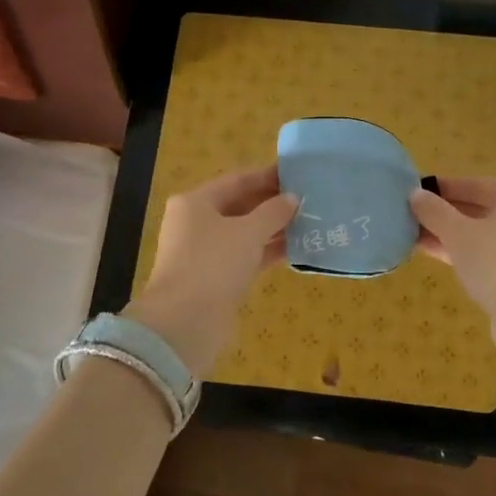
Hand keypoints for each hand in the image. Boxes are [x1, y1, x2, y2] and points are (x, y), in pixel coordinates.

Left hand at [124, 166, 296, 377]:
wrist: (186, 322)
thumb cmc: (214, 263)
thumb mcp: (248, 231)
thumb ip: (273, 212)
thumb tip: (292, 198)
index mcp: (196, 202)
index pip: (237, 180)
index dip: (267, 176)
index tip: (297, 174)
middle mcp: (196, 223)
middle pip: (240, 206)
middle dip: (272, 203)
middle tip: (308, 199)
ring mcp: (205, 252)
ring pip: (244, 233)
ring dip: (273, 228)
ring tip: (309, 221)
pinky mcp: (216, 277)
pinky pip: (246, 256)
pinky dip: (267, 251)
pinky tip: (297, 248)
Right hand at [410, 177, 495, 395]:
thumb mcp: (458, 234)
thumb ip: (434, 211)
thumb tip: (415, 194)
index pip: (472, 184)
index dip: (440, 188)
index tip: (411, 191)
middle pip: (476, 208)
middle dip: (442, 213)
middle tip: (407, 213)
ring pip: (478, 233)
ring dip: (447, 234)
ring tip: (410, 233)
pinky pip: (483, 254)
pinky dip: (460, 252)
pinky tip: (430, 253)